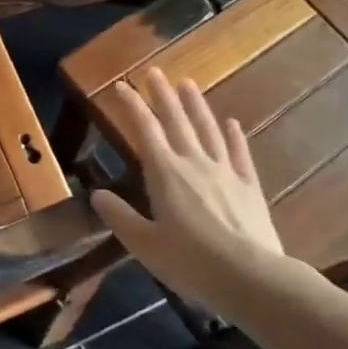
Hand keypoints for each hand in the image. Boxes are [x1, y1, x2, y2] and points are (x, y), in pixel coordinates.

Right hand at [89, 69, 287, 307]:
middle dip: (162, 95)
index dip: (132, 105)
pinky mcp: (249, 186)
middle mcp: (194, 163)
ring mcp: (225, 171)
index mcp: (165, 174)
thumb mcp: (145, 245)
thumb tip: (97, 194)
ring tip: (187, 84)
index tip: (121, 85)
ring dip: (196, 105)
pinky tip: (231, 123)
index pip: (145, 129)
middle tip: (154, 72)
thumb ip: (120, 217)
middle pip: (176, 121)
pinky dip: (234, 136)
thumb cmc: (190, 262)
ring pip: (208, 129)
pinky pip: (239, 153)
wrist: (250, 276)